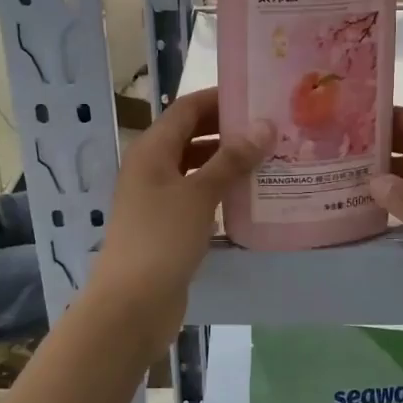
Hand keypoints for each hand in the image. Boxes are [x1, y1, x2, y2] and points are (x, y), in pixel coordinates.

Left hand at [85, 88, 271, 343]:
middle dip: (229, 130)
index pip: (187, 109)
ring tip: (270, 158)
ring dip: (228, 161)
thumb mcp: (199, 194)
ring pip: (196, 166)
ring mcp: (158, 197)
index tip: (258, 96)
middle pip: (192, 135)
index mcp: (151, 149)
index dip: (220, 99)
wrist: (130, 305)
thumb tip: (264, 124)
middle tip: (272, 128)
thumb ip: (232, 159)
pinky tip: (251, 196)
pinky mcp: (167, 225)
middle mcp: (152, 167)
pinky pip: (197, 195)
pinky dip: (221, 189)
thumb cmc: (161, 240)